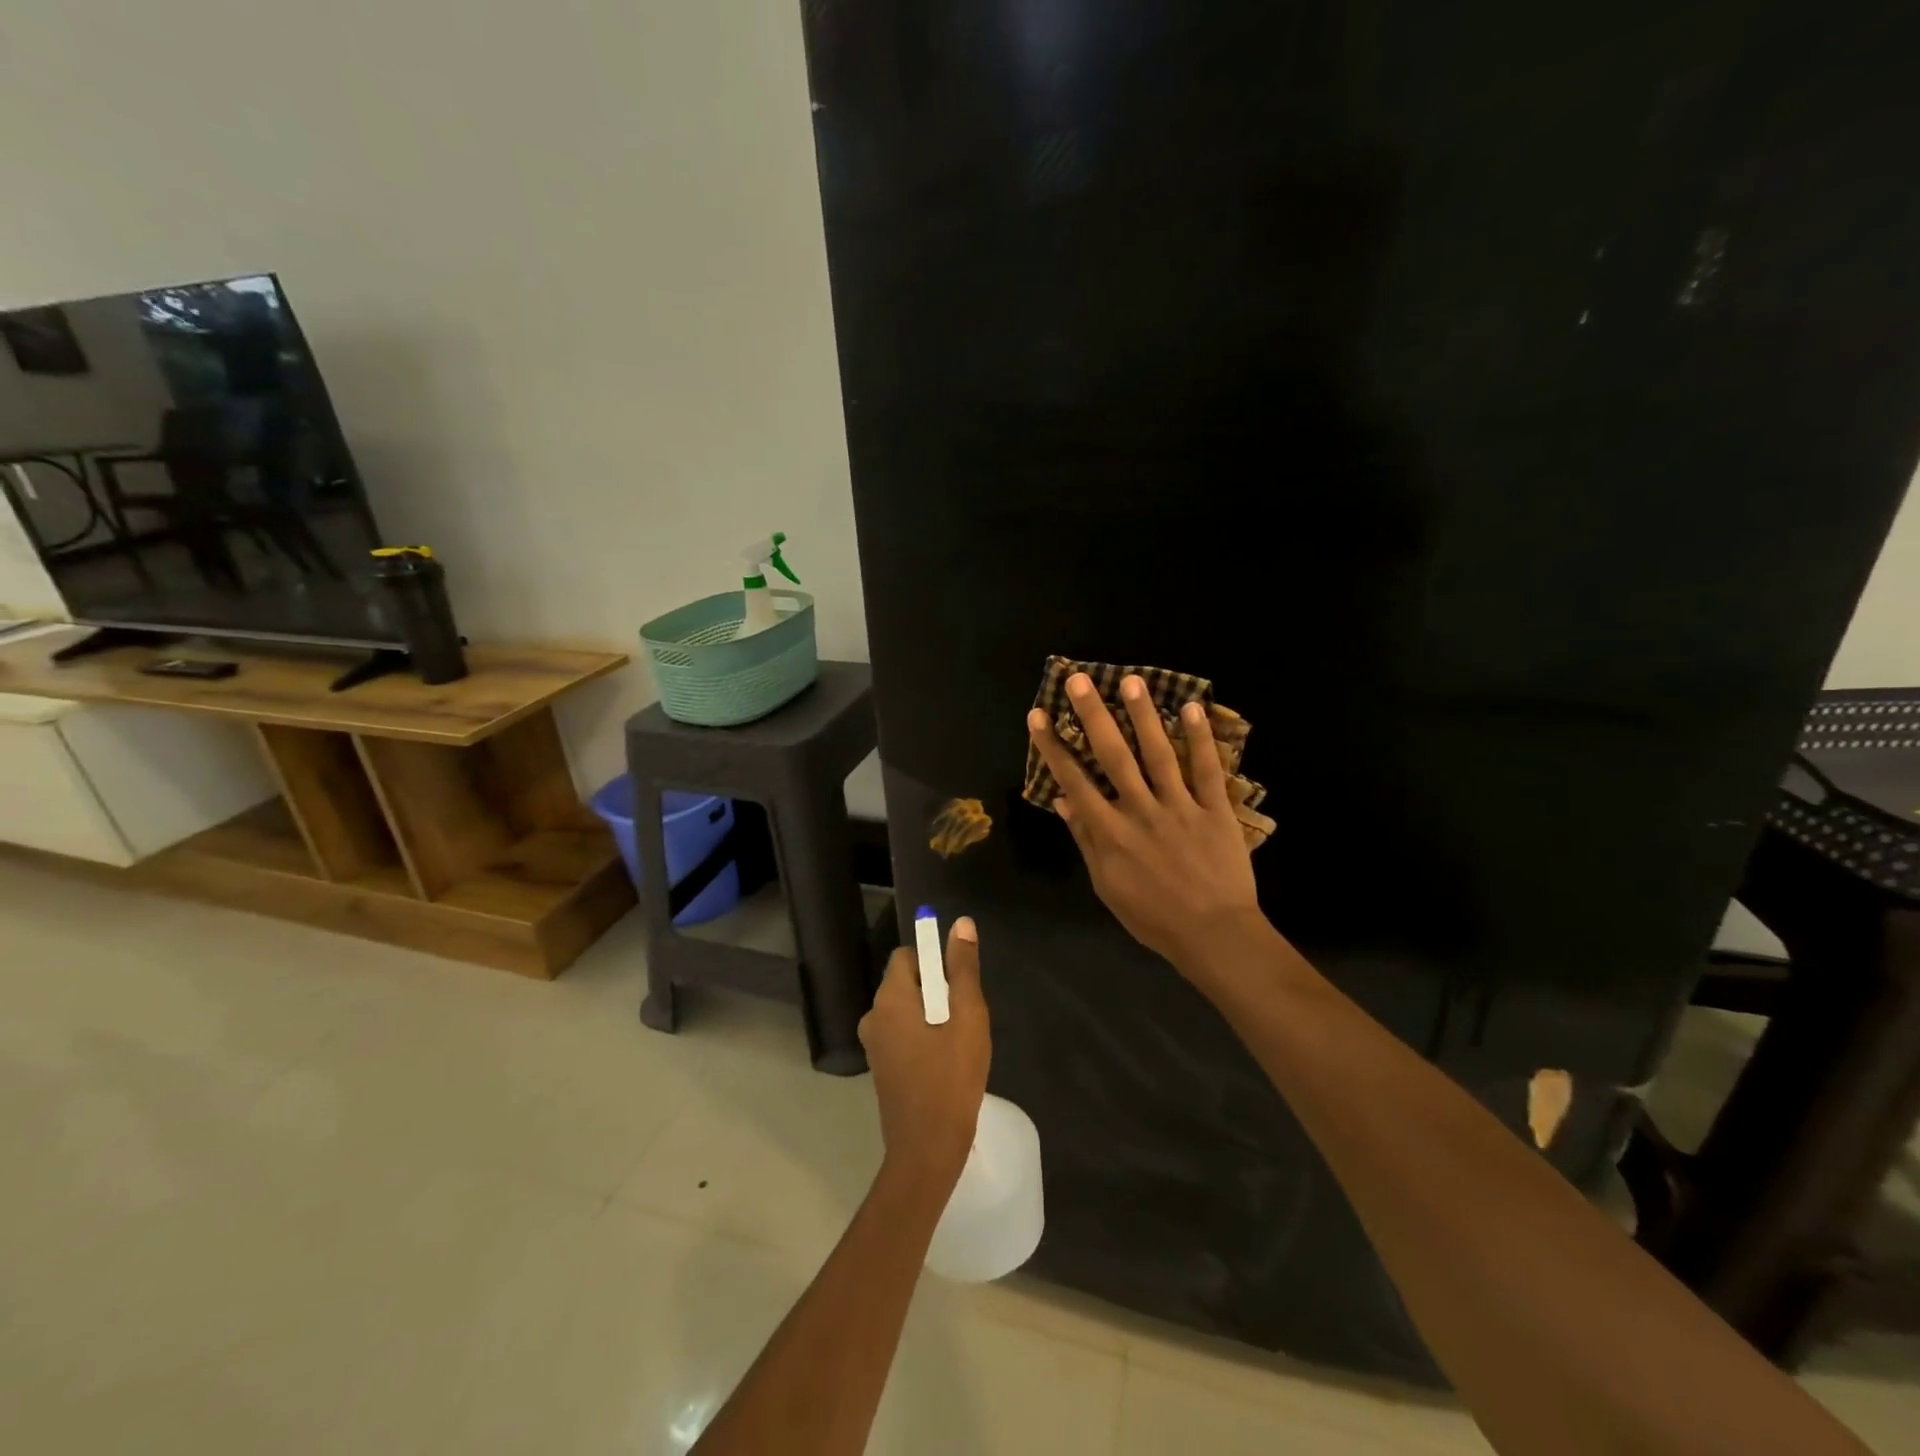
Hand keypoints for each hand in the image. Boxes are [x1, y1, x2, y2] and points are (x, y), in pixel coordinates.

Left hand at [859, 919, 990, 1187]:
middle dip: (937, 990)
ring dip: (932, 1015)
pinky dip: (923, 1036)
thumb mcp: (967, 1016)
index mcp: (889, 998)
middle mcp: (873, 1015)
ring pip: (907, 1009)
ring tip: (958, 1043)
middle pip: (906, 981)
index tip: (959, 987)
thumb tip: (961, 923)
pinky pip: (903, 1033)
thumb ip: (963, 968)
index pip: (907, 955)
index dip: (934, 961)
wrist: (927, 1150)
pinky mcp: (881, 1067)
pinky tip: (945, 1062)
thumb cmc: (951, 1078)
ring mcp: (874, 1044)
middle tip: (964, 1018)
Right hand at [1027, 673, 1263, 979]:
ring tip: (1130, 681)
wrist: (1213, 936)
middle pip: (1113, 756)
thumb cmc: (1153, 917)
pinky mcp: (1215, 810)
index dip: (1054, 746)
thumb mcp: (1107, 886)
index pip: (1075, 781)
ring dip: (1143, 716)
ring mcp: (1180, 807)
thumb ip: (1086, 841)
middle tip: (1079, 679)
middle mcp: (1140, 811)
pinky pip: (1208, 770)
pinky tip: (1193, 708)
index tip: (1039, 715)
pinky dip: (1201, 739)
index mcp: (1110, 832)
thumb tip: (1065, 803)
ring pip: (1158, 754)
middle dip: (1093, 716)